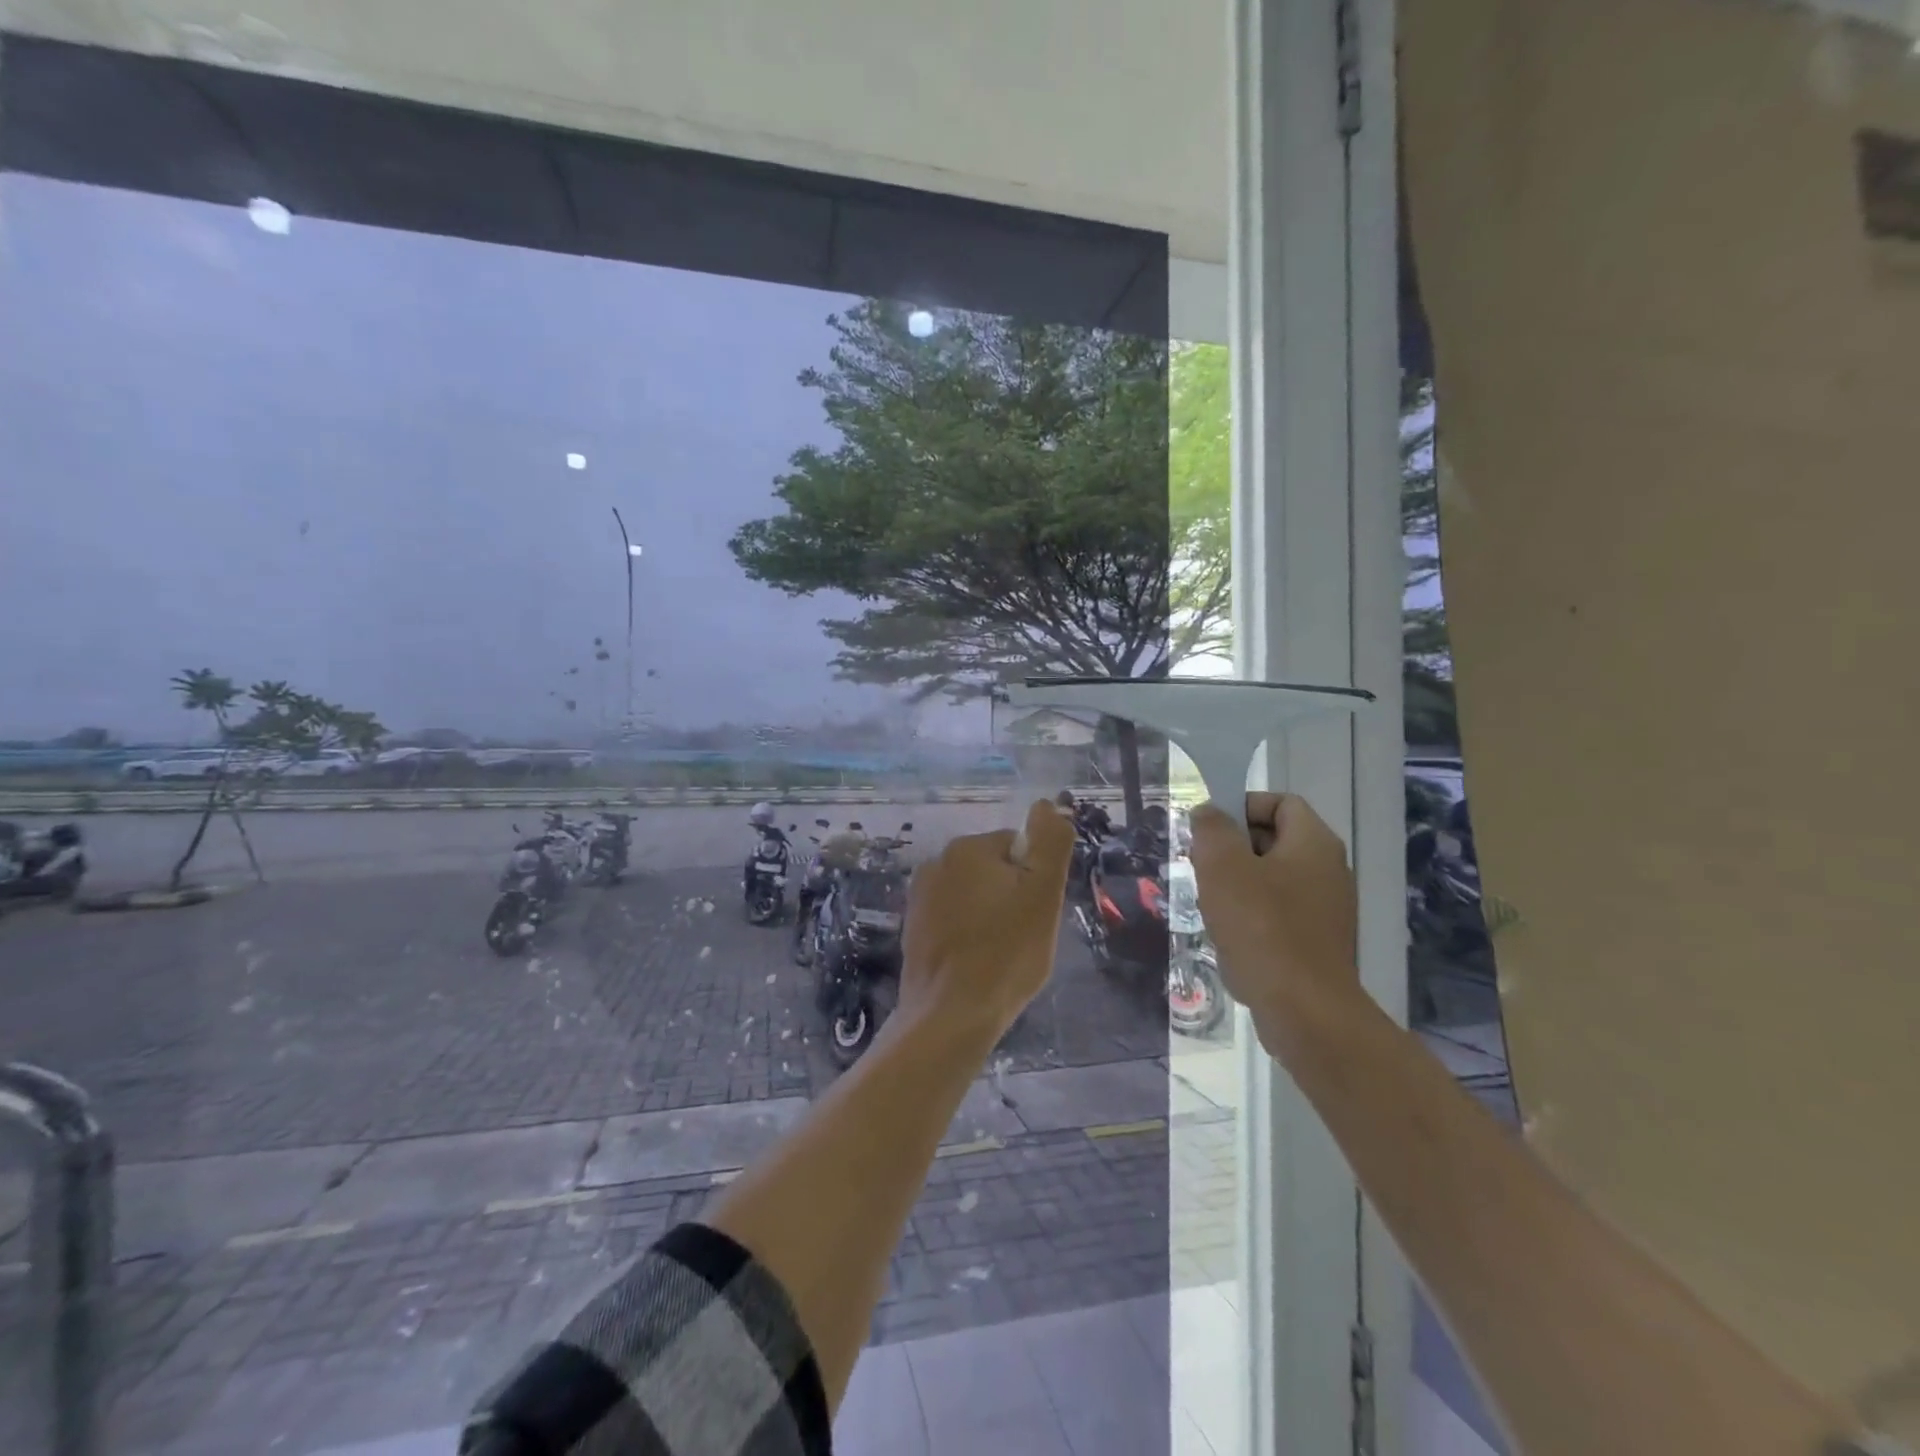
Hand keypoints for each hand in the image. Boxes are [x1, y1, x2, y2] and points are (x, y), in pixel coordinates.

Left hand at [897, 799, 1074, 1043]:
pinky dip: (968, 934)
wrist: (950, 1015)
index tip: (1035, 914)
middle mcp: (937, 862)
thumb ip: (1050, 843)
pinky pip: (954, 919)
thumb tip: (1046, 804)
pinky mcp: (913, 927)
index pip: (1019, 848)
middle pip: (995, 870)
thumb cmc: (1005, 953)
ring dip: (991, 916)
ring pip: (975, 896)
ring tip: (999, 954)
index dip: (1035, 881)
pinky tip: (975, 963)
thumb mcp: (1043, 894)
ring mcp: (920, 896)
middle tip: (1022, 937)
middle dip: (1012, 897)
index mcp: (967, 848)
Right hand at [1187, 793, 1359, 1042]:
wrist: (1305, 1011)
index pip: (1280, 802)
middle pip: (1274, 840)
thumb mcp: (1222, 866)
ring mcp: (1328, 910)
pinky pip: (1279, 914)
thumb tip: (1209, 812)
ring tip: (1211, 905)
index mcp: (1314, 842)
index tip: (1210, 831)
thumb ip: (1212, 829)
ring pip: (1273, 880)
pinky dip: (1252, 917)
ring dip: (1238, 886)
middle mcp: (1329, 870)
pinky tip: (1230, 937)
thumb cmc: (1261, 927)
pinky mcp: (1319, 944)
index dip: (1243, 806)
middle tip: (1202, 867)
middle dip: (1233, 849)